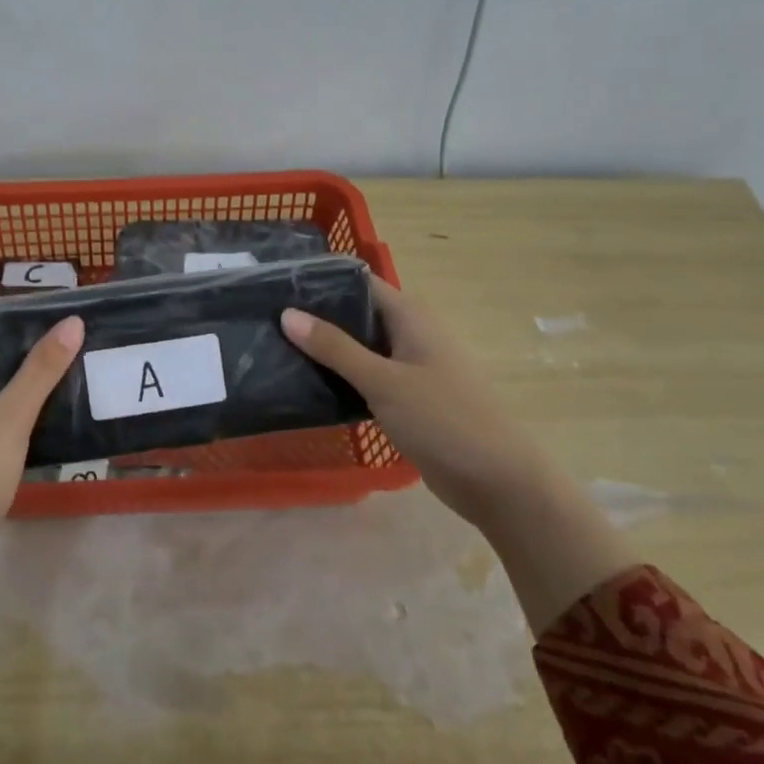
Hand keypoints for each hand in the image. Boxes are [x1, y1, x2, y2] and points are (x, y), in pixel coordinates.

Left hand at [0, 307, 82, 694]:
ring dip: (17, 370)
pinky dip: (13, 399)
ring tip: (62, 361)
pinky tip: (46, 405)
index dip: (0, 307)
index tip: (44, 307)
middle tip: (63, 332)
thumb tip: (72, 322)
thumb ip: (40, 371)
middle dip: (16, 338)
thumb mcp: (8, 420)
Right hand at [281, 276, 560, 524]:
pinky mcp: (406, 398)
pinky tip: (306, 384)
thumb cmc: (443, 419)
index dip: (320, 282)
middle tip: (266, 320)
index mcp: (410, 317)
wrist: (497, 481)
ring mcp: (409, 367)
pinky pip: (366, 377)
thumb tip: (287, 313)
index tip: (276, 286)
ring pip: (359, 348)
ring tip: (275, 348)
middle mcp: (410, 334)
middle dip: (316, 317)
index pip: (358, 283)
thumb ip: (334, 347)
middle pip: (356, 315)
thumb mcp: (383, 381)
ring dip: (325, 350)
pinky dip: (340, 377)